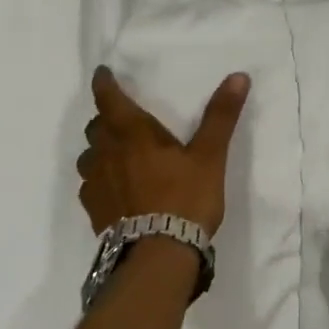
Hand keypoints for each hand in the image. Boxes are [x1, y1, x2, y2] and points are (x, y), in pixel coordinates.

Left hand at [77, 66, 250, 236]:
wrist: (158, 255)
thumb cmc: (185, 198)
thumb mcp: (210, 156)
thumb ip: (220, 116)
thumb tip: (239, 76)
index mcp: (132, 133)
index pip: (108, 98)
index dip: (104, 83)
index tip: (103, 74)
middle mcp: (106, 152)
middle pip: (96, 126)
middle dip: (106, 118)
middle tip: (122, 119)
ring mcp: (96, 183)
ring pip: (89, 156)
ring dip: (100, 149)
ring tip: (117, 155)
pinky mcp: (93, 210)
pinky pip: (90, 185)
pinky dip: (99, 179)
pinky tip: (114, 189)